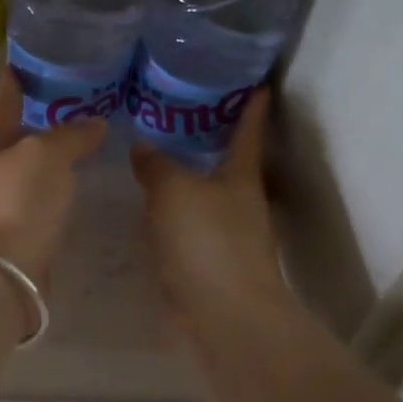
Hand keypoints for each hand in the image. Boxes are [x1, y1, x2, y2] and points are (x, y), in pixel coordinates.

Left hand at [0, 72, 106, 289]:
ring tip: (77, 154)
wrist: (0, 276)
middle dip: (35, 130)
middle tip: (68, 113)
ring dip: (45, 167)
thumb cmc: (17, 203)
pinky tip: (69, 197)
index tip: (17, 68)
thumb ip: (70, 136)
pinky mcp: (9, 242)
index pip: (2, 109)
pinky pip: (34, 208)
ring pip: (24, 178)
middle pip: (12, 145)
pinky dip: (50, 198)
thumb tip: (94, 124)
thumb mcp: (46, 157)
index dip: (12, 88)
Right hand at [131, 89, 291, 337]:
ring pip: (205, 198)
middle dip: (211, 144)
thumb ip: (156, 166)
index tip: (260, 85)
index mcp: (241, 178)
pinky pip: (187, 228)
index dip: (252, 109)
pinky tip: (146, 212)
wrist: (223, 316)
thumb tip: (143, 147)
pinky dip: (171, 215)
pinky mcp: (209, 265)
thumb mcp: (174, 192)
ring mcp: (227, 237)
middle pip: (227, 166)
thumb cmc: (207, 242)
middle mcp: (240, 204)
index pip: (248, 133)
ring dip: (186, 181)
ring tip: (153, 162)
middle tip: (179, 118)